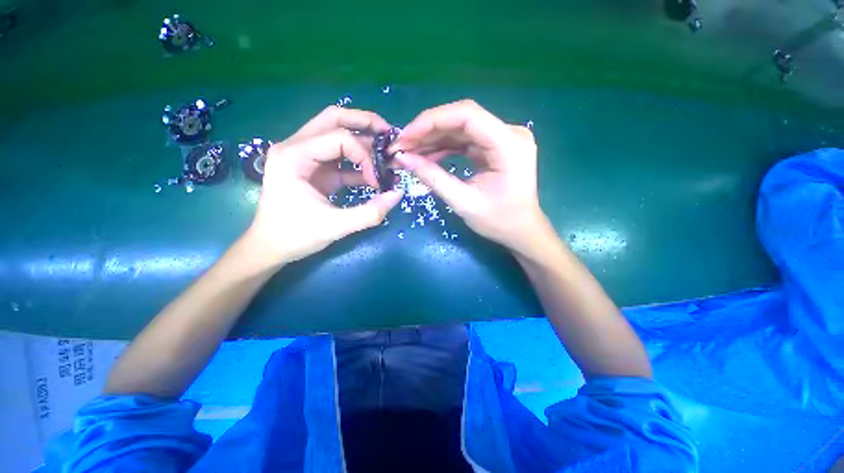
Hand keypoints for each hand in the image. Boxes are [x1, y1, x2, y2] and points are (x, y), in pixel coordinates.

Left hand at [244, 106, 402, 266]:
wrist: (269, 247)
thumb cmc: (295, 236)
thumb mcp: (336, 226)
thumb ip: (370, 212)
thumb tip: (398, 194)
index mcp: (294, 156)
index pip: (339, 138)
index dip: (365, 157)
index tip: (378, 181)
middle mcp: (295, 147)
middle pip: (333, 119)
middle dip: (365, 123)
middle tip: (389, 135)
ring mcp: (304, 156)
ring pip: (336, 132)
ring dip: (362, 140)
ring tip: (385, 152)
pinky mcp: (313, 168)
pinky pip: (338, 156)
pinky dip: (357, 162)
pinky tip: (374, 174)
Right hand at [390, 100, 550, 253]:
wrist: (521, 230)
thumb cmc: (499, 222)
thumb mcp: (463, 203)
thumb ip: (433, 178)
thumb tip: (402, 158)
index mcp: (509, 145)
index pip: (467, 115)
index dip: (432, 121)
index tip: (405, 136)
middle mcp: (510, 133)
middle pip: (462, 119)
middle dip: (428, 130)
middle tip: (401, 146)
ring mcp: (503, 138)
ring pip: (461, 128)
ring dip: (433, 138)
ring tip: (409, 152)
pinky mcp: (495, 146)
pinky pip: (465, 140)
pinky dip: (445, 147)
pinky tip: (427, 156)